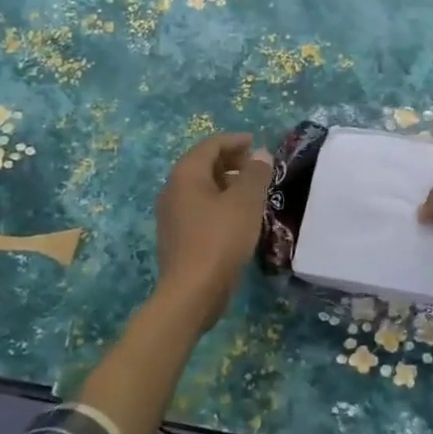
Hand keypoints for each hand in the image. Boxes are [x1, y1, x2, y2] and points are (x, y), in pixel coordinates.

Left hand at [154, 133, 273, 327]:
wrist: (191, 292)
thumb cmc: (220, 239)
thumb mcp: (245, 202)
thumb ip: (255, 173)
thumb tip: (261, 154)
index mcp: (186, 174)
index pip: (211, 145)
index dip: (235, 141)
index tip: (257, 144)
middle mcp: (173, 189)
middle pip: (203, 164)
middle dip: (231, 161)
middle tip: (257, 168)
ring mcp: (171, 214)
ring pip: (201, 187)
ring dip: (226, 183)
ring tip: (252, 192)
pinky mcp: (177, 236)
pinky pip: (199, 207)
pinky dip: (219, 202)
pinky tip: (238, 217)